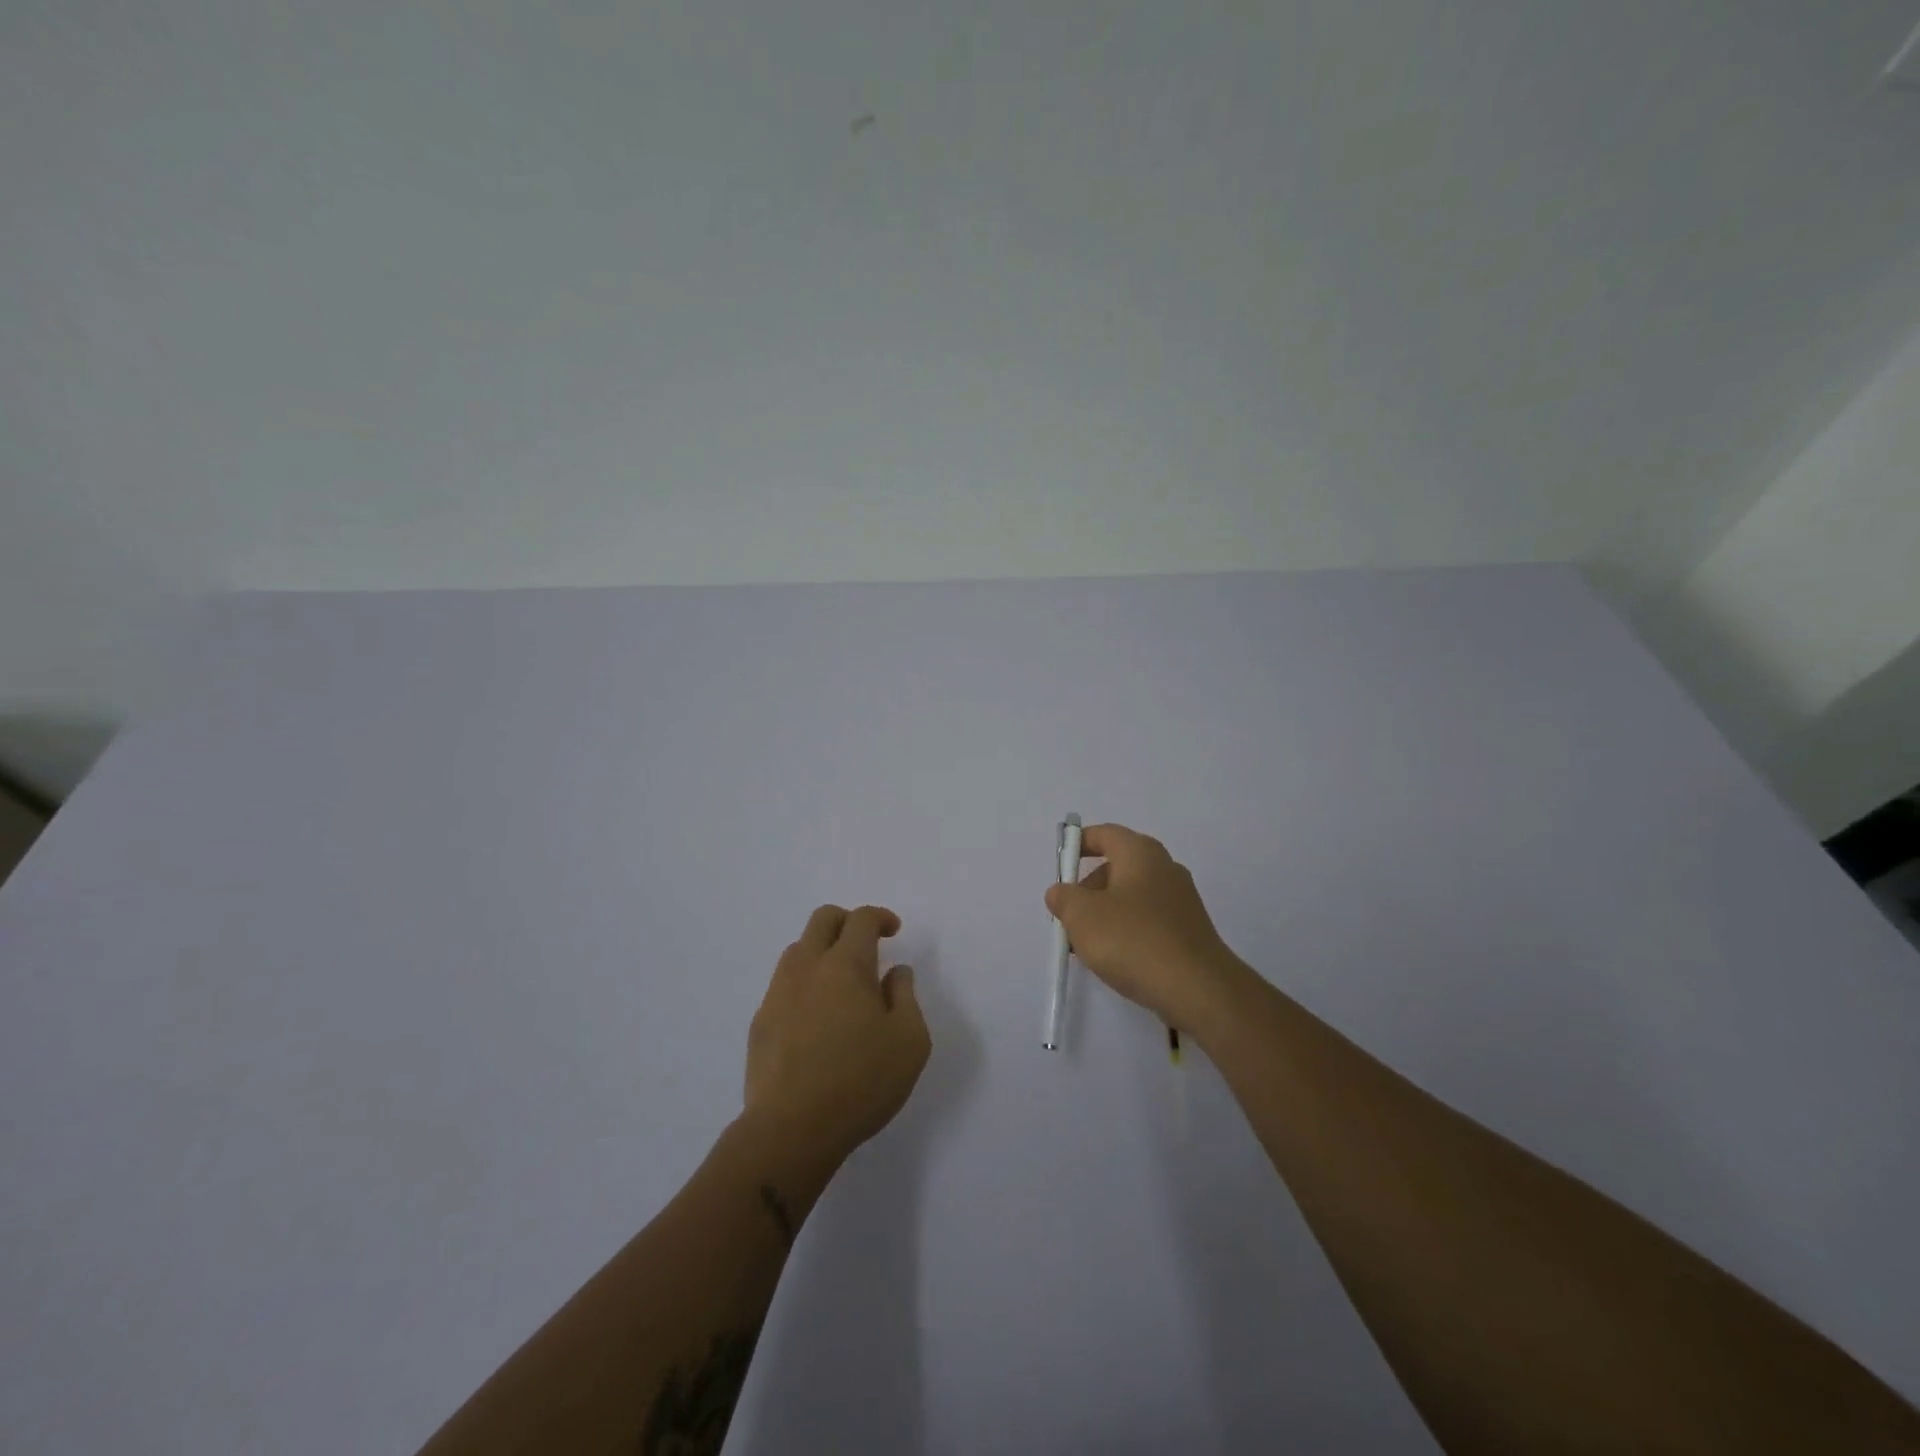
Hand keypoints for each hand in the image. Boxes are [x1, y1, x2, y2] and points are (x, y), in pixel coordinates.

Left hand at [743, 905, 930, 1168]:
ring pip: (798, 950)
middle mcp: (807, 968)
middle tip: (866, 945)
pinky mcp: (761, 1022)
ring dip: (822, 951)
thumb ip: (905, 997)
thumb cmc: (861, 1082)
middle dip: (847, 921)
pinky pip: (784, 985)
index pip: (860, 919)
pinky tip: (817, 1017)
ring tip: (842, 984)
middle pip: (822, 919)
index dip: (880, 917)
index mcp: (845, 965)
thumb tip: (895, 973)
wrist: (791, 1130)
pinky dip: (805, 984)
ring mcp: (778, 993)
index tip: (893, 931)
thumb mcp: (909, 1041)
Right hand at [1045, 824, 1243, 1031]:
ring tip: (1088, 946)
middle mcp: (1165, 867)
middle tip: (1070, 916)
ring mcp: (1181, 899)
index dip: (1078, 844)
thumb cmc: (1133, 941)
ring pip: (1132, 896)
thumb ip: (1064, 898)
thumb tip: (1061, 892)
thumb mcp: (1082, 916)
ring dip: (1105, 913)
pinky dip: (1127, 930)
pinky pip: (1148, 919)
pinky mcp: (1189, 929)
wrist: (1199, 990)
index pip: (1105, 834)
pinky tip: (1117, 958)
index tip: (1060, 866)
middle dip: (1088, 888)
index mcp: (1141, 853)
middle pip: (1117, 866)